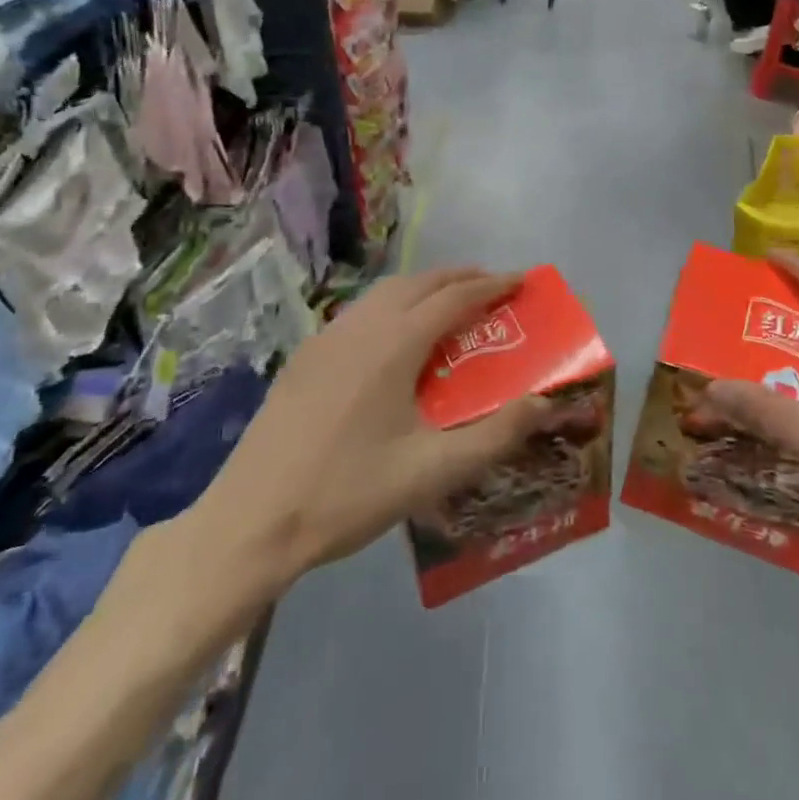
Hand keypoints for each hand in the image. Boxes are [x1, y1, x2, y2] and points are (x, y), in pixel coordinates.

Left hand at [178, 268, 552, 602]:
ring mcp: (327, 337)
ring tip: (450, 306)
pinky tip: (394, 339)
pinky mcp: (306, 356)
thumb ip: (496, 435)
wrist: (251, 521)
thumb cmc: (348, 494)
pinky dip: (393, 306)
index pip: (455, 297)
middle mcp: (361, 326)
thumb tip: (547, 404)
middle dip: (461, 278)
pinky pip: (361, 312)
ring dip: (424, 288)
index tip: (522, 280)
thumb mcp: (433, 472)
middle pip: (420, 282)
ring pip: (386, 292)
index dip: (492, 285)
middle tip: (493, 288)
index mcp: (394, 343)